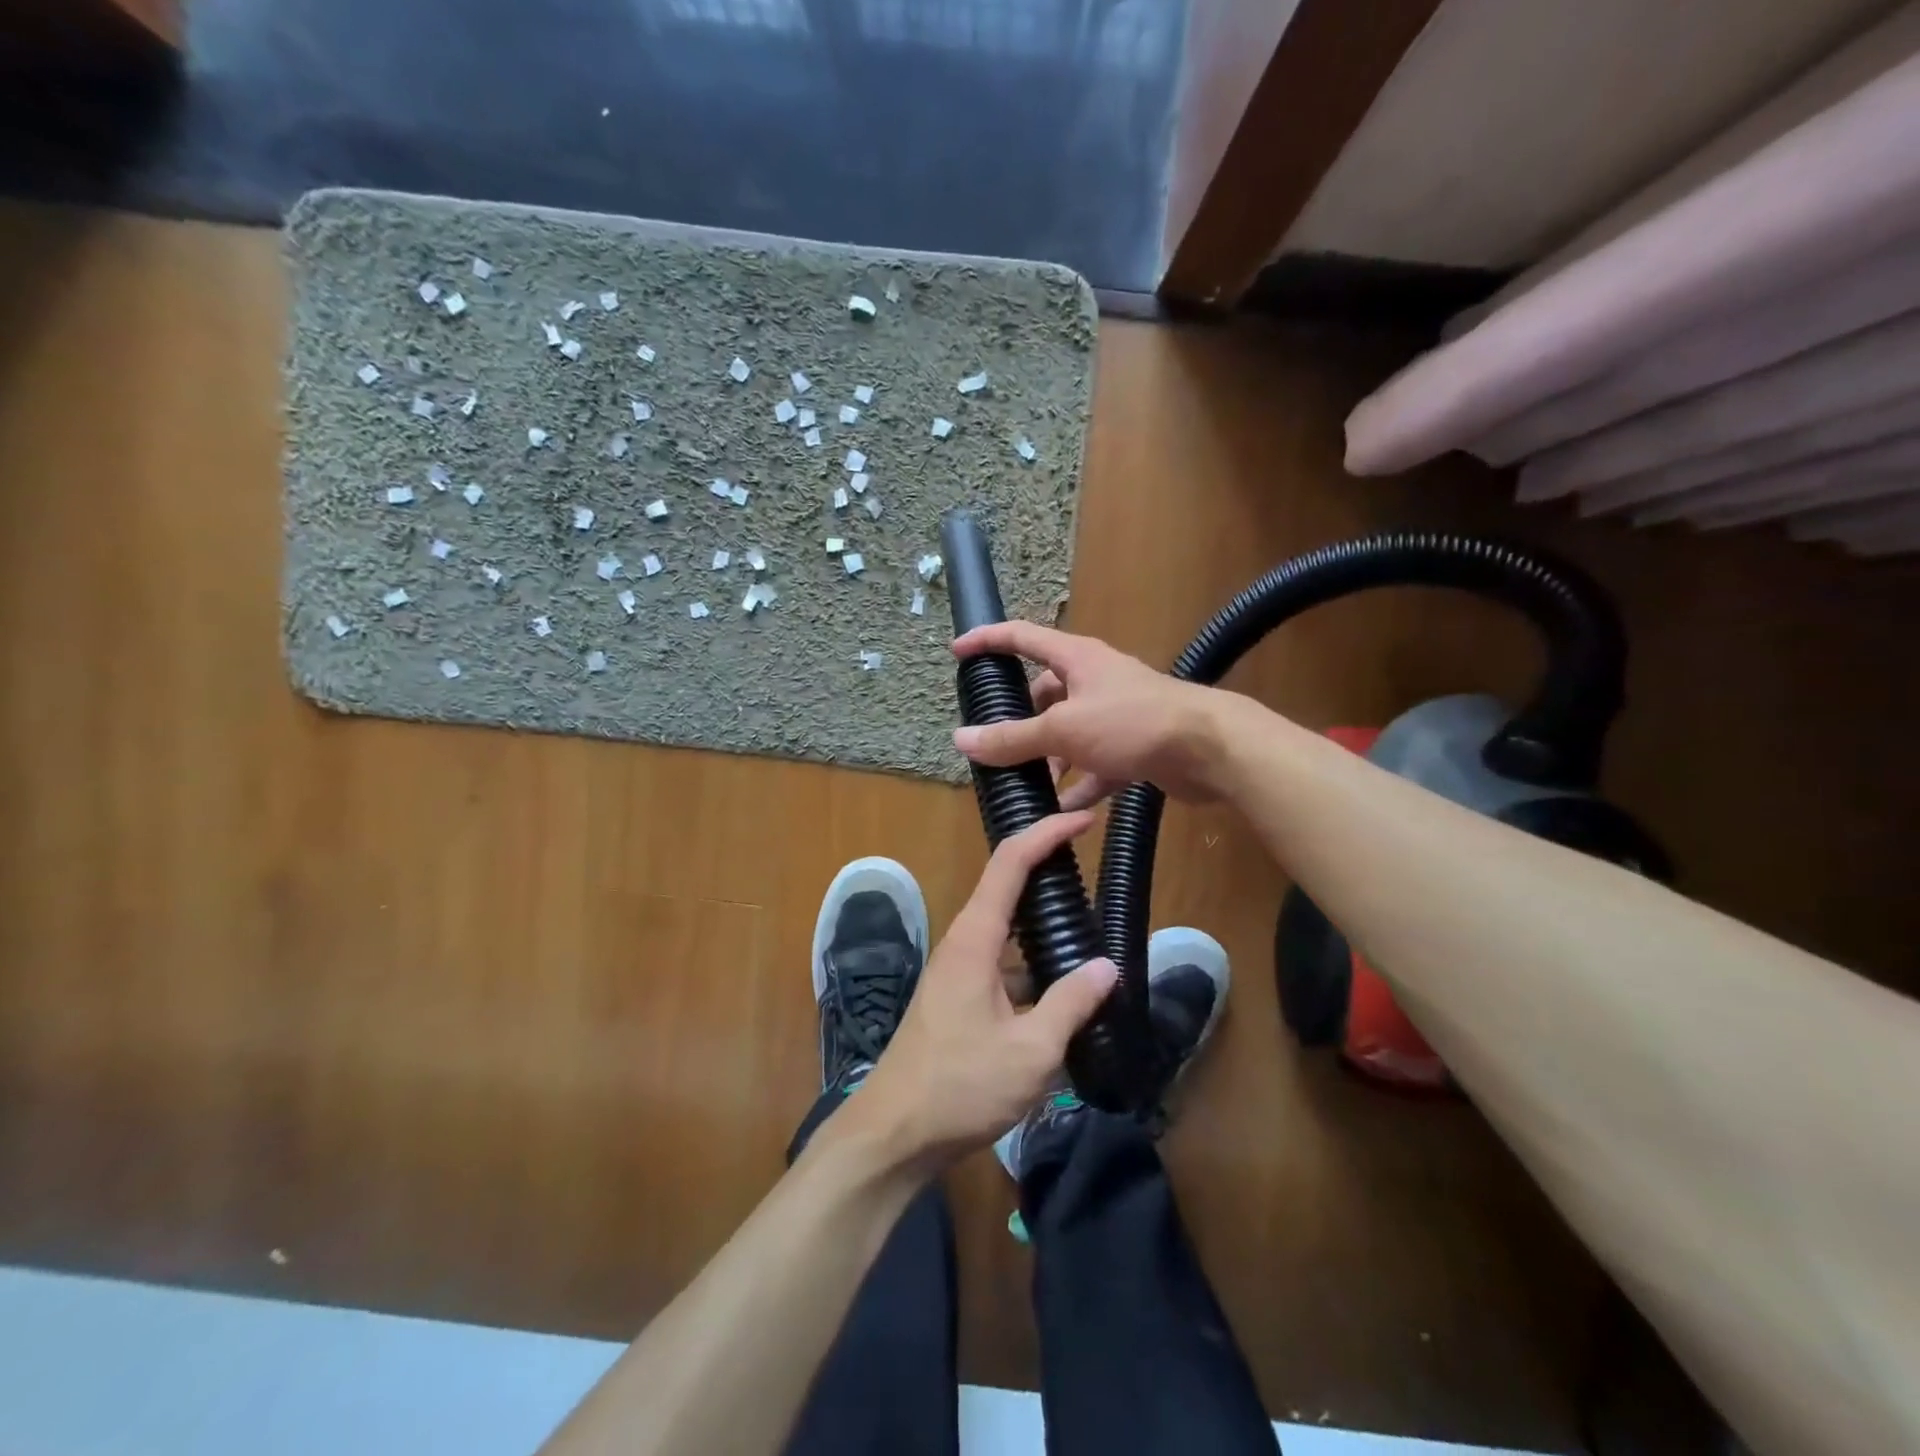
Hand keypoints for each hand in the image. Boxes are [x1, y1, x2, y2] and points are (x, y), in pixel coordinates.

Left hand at [829, 813, 1118, 1174]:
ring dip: (1043, 920)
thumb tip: (1108, 966)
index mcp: (974, 939)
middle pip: (1006, 886)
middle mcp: (963, 943)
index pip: (1010, 863)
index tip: (1082, 820)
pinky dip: (1034, 960)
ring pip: (1007, 928)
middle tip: (1093, 861)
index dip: (1045, 834)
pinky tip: (1066, 984)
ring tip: (1091, 921)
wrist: (895, 1133)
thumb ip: (1072, 1004)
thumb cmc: (960, 1087)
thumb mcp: (1030, 1051)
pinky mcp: (960, 996)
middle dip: (1047, 866)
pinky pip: (1003, 961)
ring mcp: (958, 970)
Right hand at [951, 621, 1223, 806]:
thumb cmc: (1132, 723)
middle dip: (1020, 720)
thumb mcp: (1064, 730)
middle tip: (995, 745)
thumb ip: (1013, 738)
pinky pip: (1096, 764)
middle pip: (1045, 693)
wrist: (1211, 750)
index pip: (1022, 637)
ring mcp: (1117, 714)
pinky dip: (1080, 784)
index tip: (957, 651)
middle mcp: (1095, 680)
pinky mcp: (1135, 746)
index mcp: (1076, 659)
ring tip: (1026, 785)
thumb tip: (961, 740)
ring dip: (1049, 758)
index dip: (988, 641)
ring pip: (1070, 732)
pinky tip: (1063, 810)